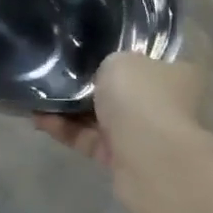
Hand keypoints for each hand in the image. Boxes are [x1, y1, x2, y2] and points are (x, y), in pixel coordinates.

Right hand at [35, 53, 204, 208]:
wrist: (149, 158)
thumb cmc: (142, 97)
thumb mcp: (121, 61)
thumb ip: (109, 63)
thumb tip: (105, 73)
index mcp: (176, 74)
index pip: (148, 61)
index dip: (120, 56)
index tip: (90, 52)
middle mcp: (164, 104)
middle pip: (122, 92)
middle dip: (89, 86)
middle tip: (57, 74)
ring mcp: (143, 135)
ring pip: (101, 118)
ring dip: (70, 110)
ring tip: (37, 97)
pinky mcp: (121, 160)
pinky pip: (89, 140)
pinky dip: (66, 131)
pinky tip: (38, 119)